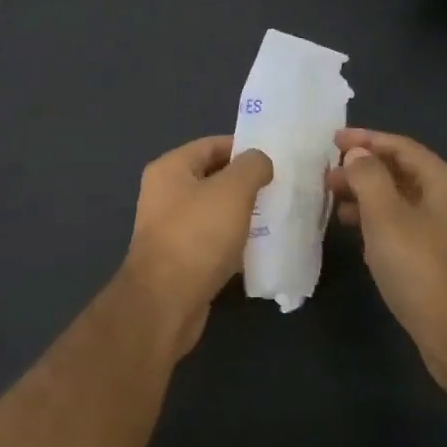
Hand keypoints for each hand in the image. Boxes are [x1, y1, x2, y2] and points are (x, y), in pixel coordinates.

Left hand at [122, 135, 273, 357]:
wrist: (166, 302)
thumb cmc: (197, 236)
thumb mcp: (232, 191)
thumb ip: (251, 167)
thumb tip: (260, 161)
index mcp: (170, 168)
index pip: (212, 145)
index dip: (244, 148)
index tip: (276, 159)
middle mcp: (165, 193)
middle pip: (213, 178)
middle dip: (246, 183)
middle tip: (281, 188)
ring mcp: (170, 228)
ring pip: (214, 211)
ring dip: (242, 213)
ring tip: (276, 217)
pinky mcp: (180, 258)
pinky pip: (212, 240)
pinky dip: (234, 241)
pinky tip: (259, 249)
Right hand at [327, 129, 446, 363]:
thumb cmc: (421, 269)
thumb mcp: (385, 217)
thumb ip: (368, 178)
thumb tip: (357, 155)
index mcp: (445, 183)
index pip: (401, 146)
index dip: (365, 140)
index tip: (331, 140)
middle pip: (401, 171)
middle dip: (362, 169)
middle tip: (325, 176)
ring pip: (400, 199)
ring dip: (367, 195)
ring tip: (332, 202)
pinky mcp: (440, 256)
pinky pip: (404, 223)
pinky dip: (377, 219)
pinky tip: (355, 231)